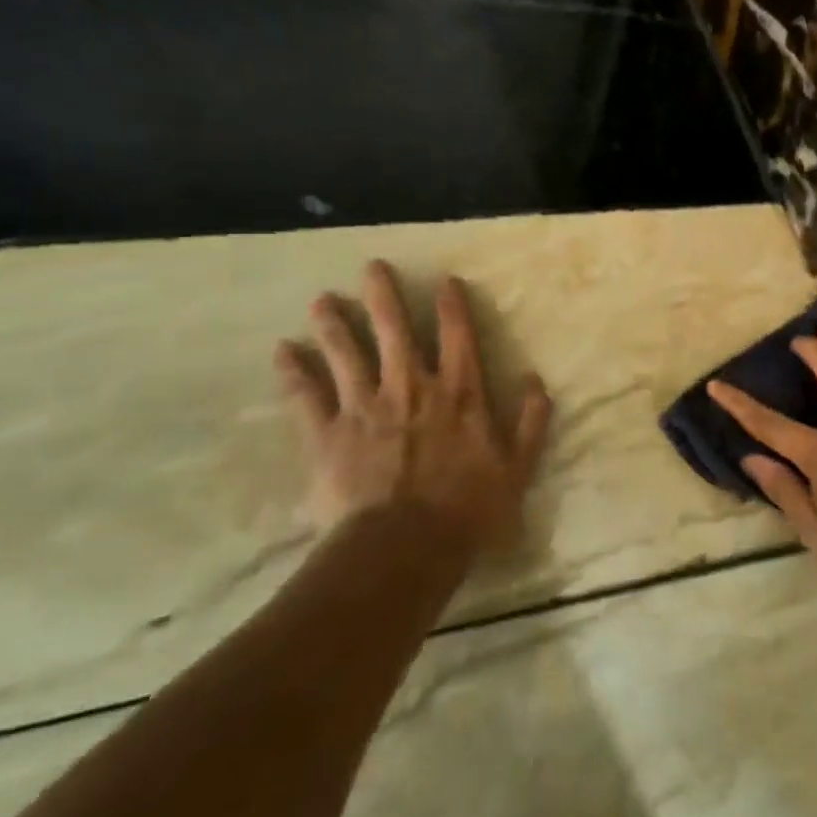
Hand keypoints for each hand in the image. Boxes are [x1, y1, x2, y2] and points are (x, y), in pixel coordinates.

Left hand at [275, 260, 551, 556]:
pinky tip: (281, 351)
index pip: (458, 338)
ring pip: (347, 355)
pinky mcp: (327, 435)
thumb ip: (531, 422)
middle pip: (395, 332)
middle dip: (384, 297)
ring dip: (334, 325)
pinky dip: (293, 373)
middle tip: (372, 267)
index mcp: (459, 394)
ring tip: (321, 300)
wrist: (403, 548)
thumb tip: (536, 380)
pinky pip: (306, 397)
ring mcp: (365, 408)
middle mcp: (411, 389)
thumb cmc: (467, 510)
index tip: (444, 280)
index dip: (452, 307)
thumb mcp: (518, 468)